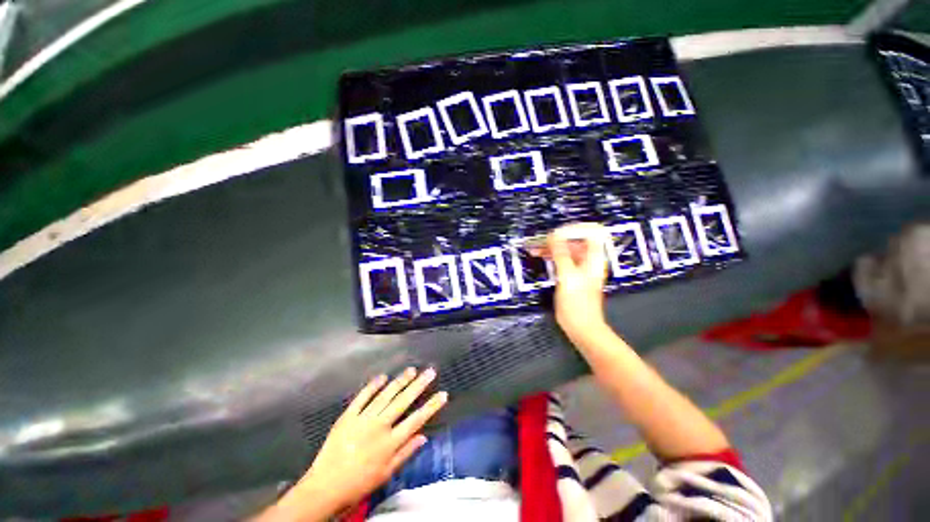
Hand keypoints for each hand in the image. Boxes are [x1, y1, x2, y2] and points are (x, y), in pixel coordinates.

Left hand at [263, 368, 446, 519]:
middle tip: (430, 372)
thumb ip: (405, 453)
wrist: (324, 487)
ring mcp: (363, 418)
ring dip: (400, 381)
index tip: (443, 394)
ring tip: (411, 370)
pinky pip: (362, 396)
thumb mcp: (386, 474)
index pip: (416, 420)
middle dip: (419, 385)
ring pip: (385, 395)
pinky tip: (383, 376)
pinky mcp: (348, 415)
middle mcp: (379, 426)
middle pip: (403, 401)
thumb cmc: (359, 484)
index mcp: (390, 442)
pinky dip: (373, 385)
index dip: (431, 406)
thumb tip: (423, 436)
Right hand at [534, 223, 610, 343]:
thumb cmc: (577, 304)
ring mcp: (580, 268)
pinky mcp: (571, 275)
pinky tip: (539, 255)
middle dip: (558, 238)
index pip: (592, 231)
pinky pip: (562, 259)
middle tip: (540, 240)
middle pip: (575, 240)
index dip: (575, 228)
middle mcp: (588, 260)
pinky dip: (551, 256)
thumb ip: (561, 254)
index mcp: (594, 258)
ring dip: (551, 246)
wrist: (581, 327)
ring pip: (566, 249)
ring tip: (535, 247)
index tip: (557, 233)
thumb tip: (554, 235)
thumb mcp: (567, 276)